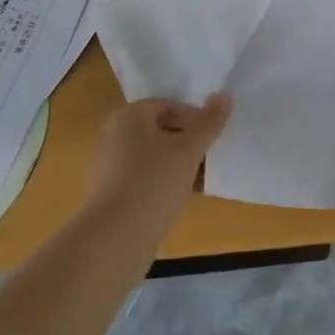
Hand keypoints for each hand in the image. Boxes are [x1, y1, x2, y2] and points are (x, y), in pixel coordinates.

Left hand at [86, 96, 231, 225]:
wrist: (115, 239)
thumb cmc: (154, 182)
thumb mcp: (189, 149)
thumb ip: (209, 122)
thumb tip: (225, 96)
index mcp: (129, 116)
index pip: (168, 106)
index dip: (194, 119)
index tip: (212, 139)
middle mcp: (114, 134)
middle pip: (160, 130)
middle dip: (187, 143)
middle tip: (208, 160)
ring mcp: (109, 165)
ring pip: (153, 156)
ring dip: (177, 165)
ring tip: (198, 183)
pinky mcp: (110, 194)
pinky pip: (142, 178)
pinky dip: (161, 183)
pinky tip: (178, 200)